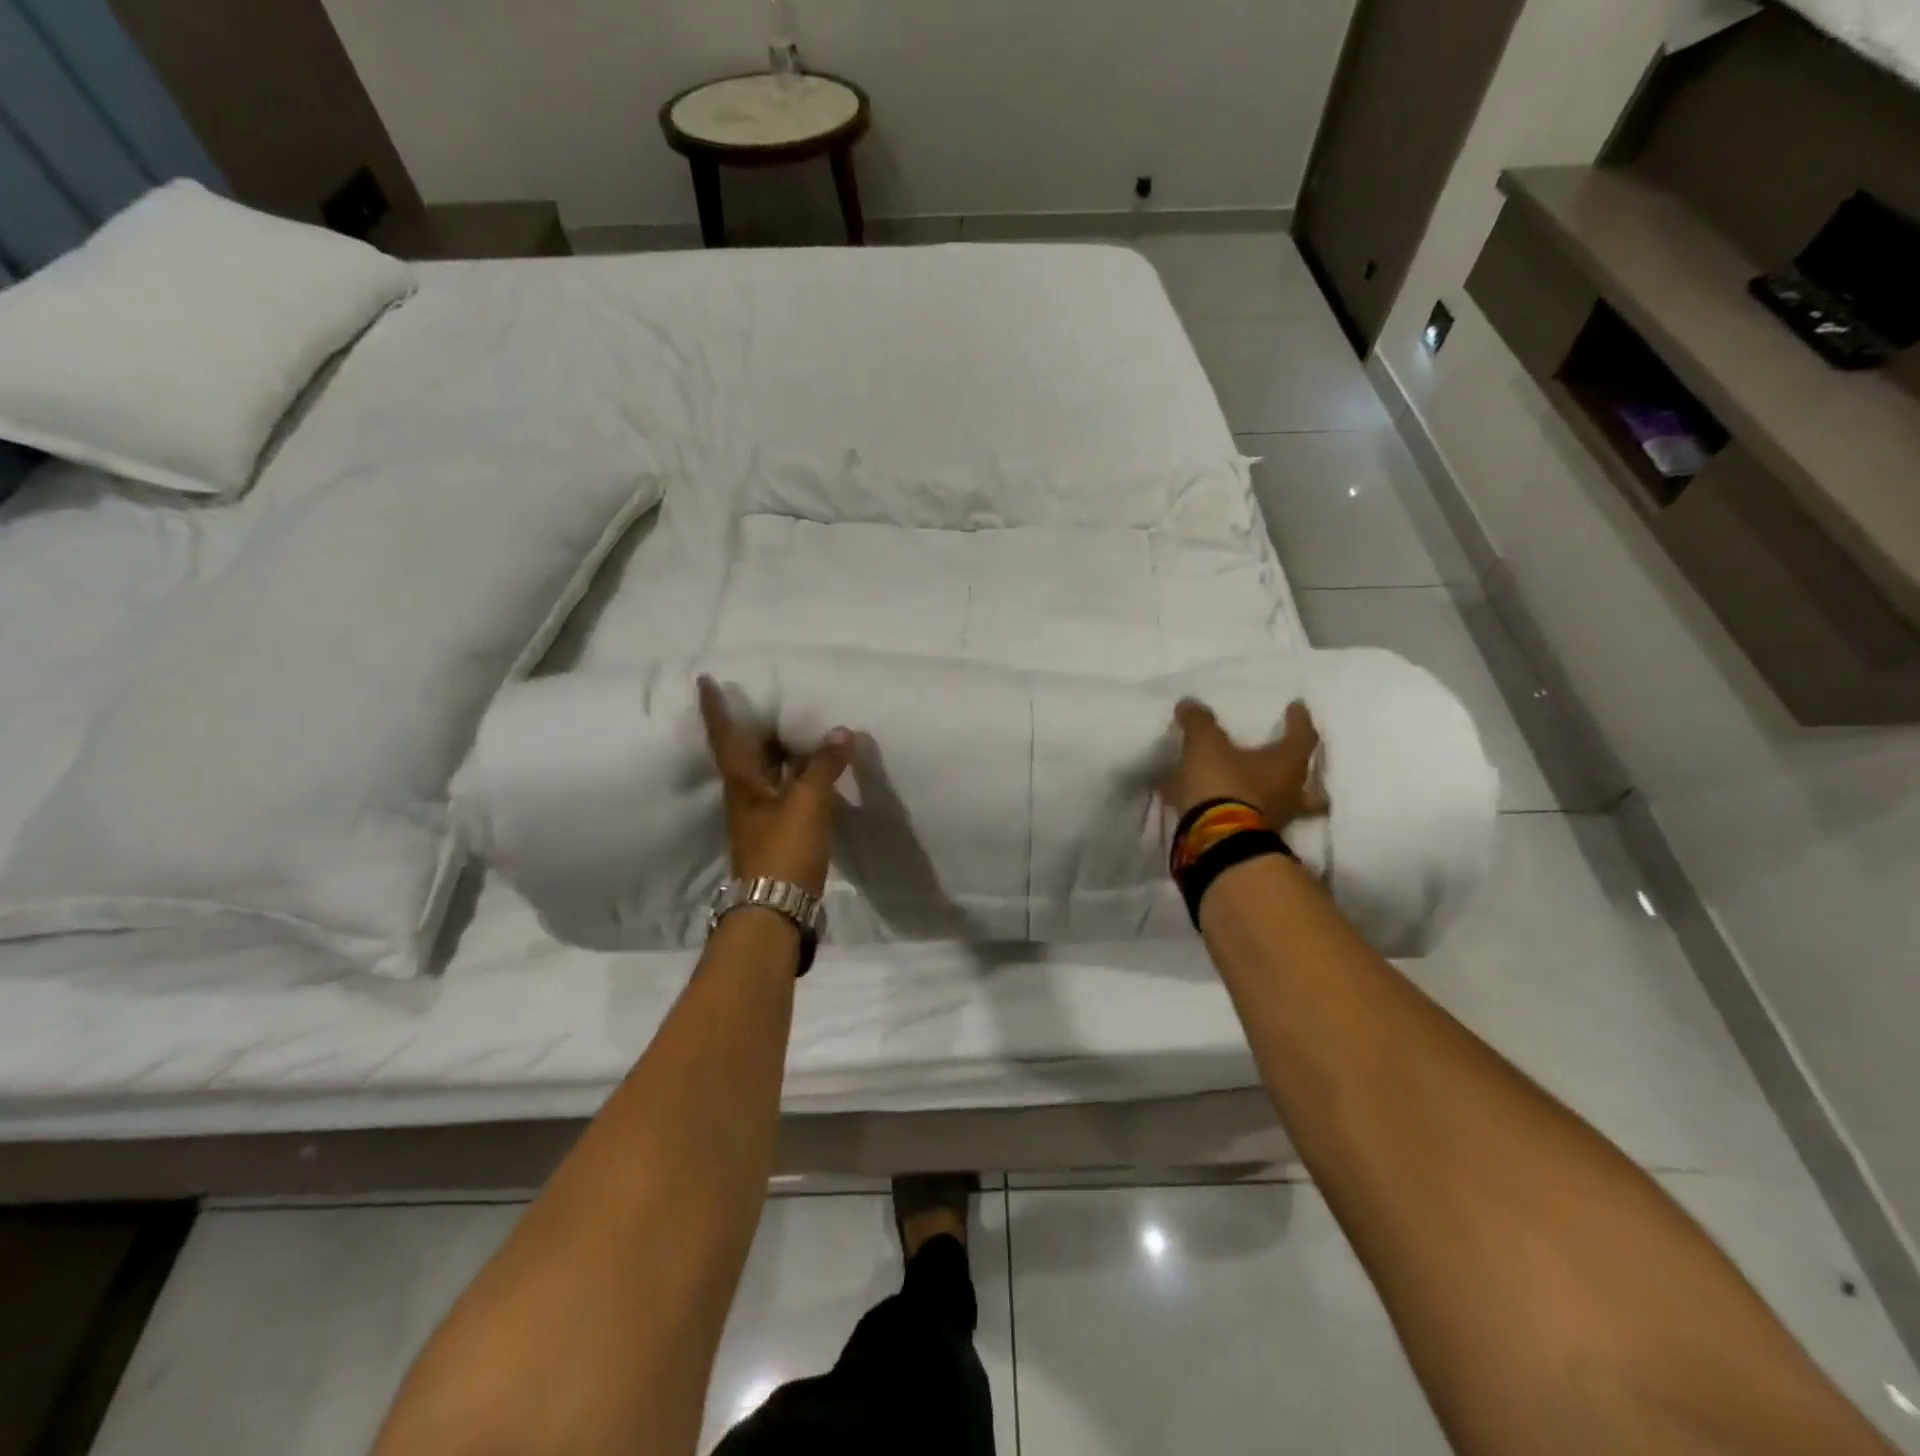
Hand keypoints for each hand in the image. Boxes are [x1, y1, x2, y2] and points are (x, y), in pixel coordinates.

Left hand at [697, 676, 851, 895]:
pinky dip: (799, 775)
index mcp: (743, 784)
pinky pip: (787, 791)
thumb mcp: (806, 803)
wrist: (775, 910)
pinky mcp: (779, 834)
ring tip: (799, 726)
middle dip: (754, 725)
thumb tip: (840, 732)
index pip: (726, 737)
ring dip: (780, 750)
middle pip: (747, 753)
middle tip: (769, 698)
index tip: (705, 681)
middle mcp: (746, 796)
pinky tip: (817, 772)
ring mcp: (761, 817)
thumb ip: (823, 767)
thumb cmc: (783, 850)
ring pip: (768, 772)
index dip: (715, 709)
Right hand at [1161, 698, 1329, 829]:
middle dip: (1304, 775)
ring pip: (1282, 807)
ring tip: (1254, 789)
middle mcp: (1289, 794)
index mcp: (1287, 764)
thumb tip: (1190, 704)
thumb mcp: (1206, 744)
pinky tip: (1212, 806)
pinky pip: (1247, 819)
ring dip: (1271, 797)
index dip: (1299, 720)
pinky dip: (1234, 810)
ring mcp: (1274, 821)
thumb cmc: (1224, 784)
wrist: (1217, 841)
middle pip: (1310, 786)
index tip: (1296, 707)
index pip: (1303, 736)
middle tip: (1292, 764)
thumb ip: (1199, 722)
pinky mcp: (1251, 839)